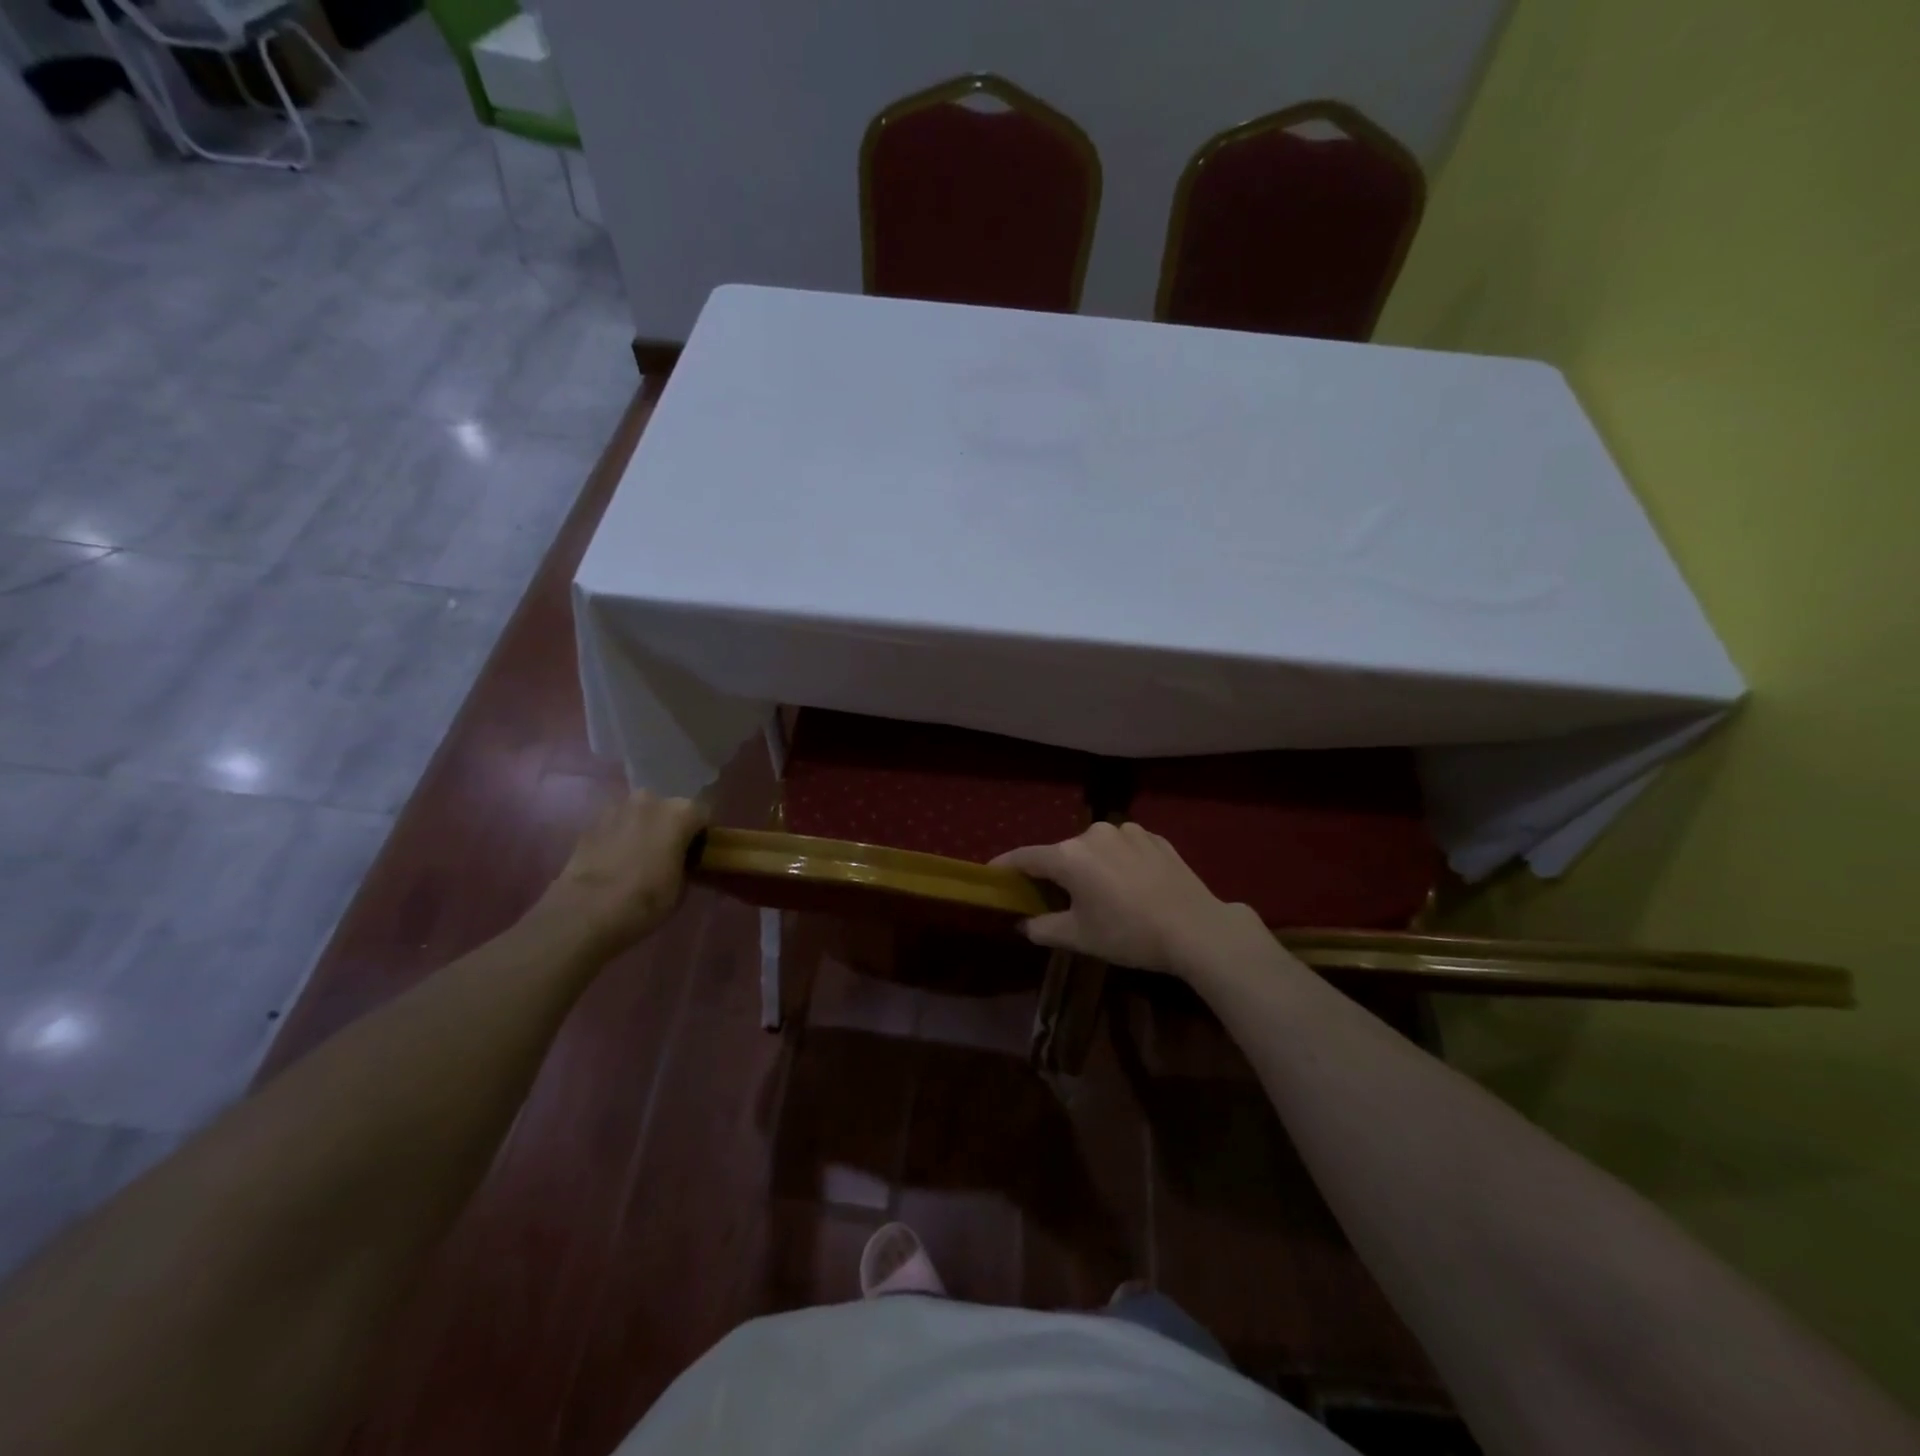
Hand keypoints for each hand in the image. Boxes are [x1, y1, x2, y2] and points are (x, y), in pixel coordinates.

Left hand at [534, 790, 709, 954]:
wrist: (586, 912)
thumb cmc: (645, 900)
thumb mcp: (682, 886)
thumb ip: (686, 861)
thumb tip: (681, 858)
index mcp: (680, 812)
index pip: (703, 813)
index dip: (702, 834)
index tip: (697, 853)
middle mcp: (650, 800)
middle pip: (669, 808)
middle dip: (671, 826)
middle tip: (668, 854)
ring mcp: (617, 808)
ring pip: (640, 814)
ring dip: (644, 828)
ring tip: (638, 857)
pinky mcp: (591, 822)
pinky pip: (616, 824)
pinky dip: (619, 836)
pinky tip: (616, 860)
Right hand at [992, 821, 1259, 975]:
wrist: (1196, 928)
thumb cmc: (1128, 934)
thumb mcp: (1080, 938)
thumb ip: (1042, 928)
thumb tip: (1023, 923)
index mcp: (1068, 856)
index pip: (1025, 857)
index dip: (1006, 866)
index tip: (993, 874)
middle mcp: (1093, 833)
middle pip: (1062, 852)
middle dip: (1055, 872)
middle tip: (1056, 898)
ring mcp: (1127, 830)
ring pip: (1094, 848)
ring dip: (1090, 866)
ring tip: (1102, 893)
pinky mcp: (1154, 837)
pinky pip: (1123, 847)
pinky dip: (1118, 862)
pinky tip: (1133, 886)